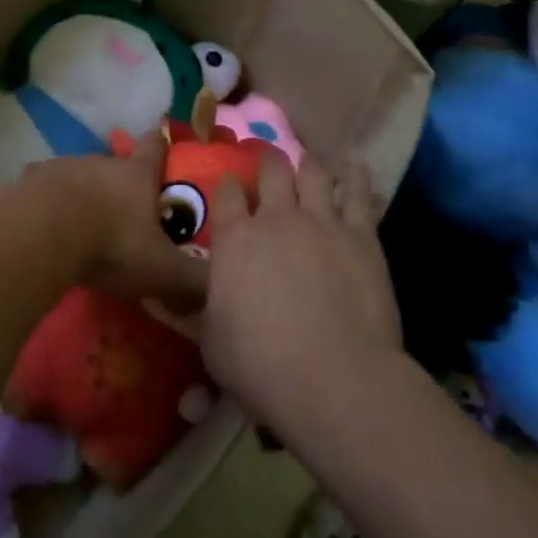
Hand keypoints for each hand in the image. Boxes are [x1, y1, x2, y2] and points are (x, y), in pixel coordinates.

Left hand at [20, 134, 209, 313]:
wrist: (41, 234)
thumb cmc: (111, 244)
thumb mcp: (162, 270)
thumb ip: (192, 281)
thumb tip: (219, 291)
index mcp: (137, 174)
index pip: (156, 147)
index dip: (162, 144)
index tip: (164, 141)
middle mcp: (101, 162)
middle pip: (115, 165)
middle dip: (121, 184)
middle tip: (125, 211)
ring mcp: (62, 167)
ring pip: (79, 177)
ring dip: (84, 195)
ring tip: (84, 224)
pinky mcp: (29, 182)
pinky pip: (45, 192)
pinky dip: (49, 206)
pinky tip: (48, 229)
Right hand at [200, 149, 402, 431]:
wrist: (334, 378)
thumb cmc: (261, 366)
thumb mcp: (211, 341)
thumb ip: (200, 308)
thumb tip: (176, 297)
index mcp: (234, 240)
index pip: (226, 194)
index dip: (228, 185)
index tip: (230, 185)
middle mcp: (276, 219)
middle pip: (271, 171)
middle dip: (268, 161)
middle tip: (268, 161)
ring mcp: (321, 222)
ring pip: (313, 173)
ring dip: (307, 163)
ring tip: (306, 159)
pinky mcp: (361, 235)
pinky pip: (359, 193)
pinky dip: (355, 173)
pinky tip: (354, 161)